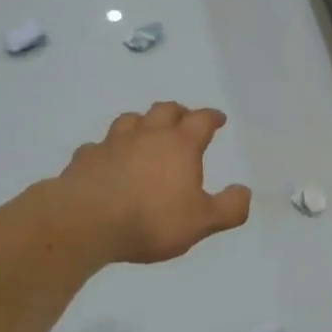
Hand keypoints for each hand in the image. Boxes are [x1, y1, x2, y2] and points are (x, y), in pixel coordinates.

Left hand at [53, 103, 251, 264]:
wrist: (87, 221)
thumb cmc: (152, 219)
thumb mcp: (202, 222)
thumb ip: (229, 208)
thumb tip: (245, 192)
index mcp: (180, 144)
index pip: (201, 120)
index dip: (212, 117)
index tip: (218, 119)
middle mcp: (148, 134)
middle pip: (165, 110)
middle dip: (178, 112)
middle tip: (183, 119)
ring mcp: (113, 142)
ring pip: (130, 120)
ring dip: (142, 122)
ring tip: (145, 132)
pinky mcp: (86, 157)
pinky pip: (98, 145)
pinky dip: (107, 149)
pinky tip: (106, 160)